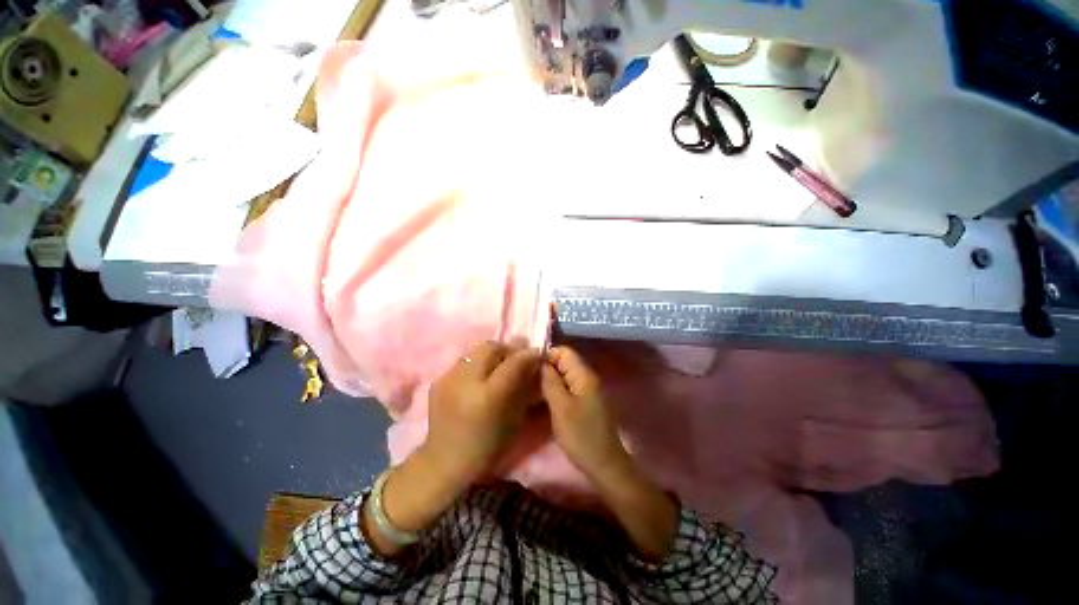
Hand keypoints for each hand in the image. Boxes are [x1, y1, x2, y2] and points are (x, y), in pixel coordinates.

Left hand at [423, 340, 543, 487]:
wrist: (445, 462)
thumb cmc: (488, 447)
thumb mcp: (515, 419)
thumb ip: (524, 388)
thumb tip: (532, 365)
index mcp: (489, 395)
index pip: (513, 362)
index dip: (529, 354)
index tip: (537, 354)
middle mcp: (466, 381)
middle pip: (491, 347)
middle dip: (508, 349)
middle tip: (516, 360)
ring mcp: (448, 379)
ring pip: (475, 351)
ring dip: (491, 355)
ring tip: (496, 368)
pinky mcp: (437, 380)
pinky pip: (463, 362)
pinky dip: (476, 365)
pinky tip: (478, 379)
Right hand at [541, 346, 629, 478]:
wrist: (604, 465)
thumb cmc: (581, 435)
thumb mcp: (560, 407)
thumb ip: (549, 381)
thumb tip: (539, 361)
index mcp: (584, 375)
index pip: (563, 351)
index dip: (546, 357)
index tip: (531, 372)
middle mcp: (587, 378)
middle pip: (564, 363)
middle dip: (546, 370)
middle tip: (529, 384)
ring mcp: (588, 391)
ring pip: (564, 376)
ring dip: (550, 382)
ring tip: (534, 393)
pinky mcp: (586, 403)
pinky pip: (568, 389)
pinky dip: (556, 392)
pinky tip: (545, 403)